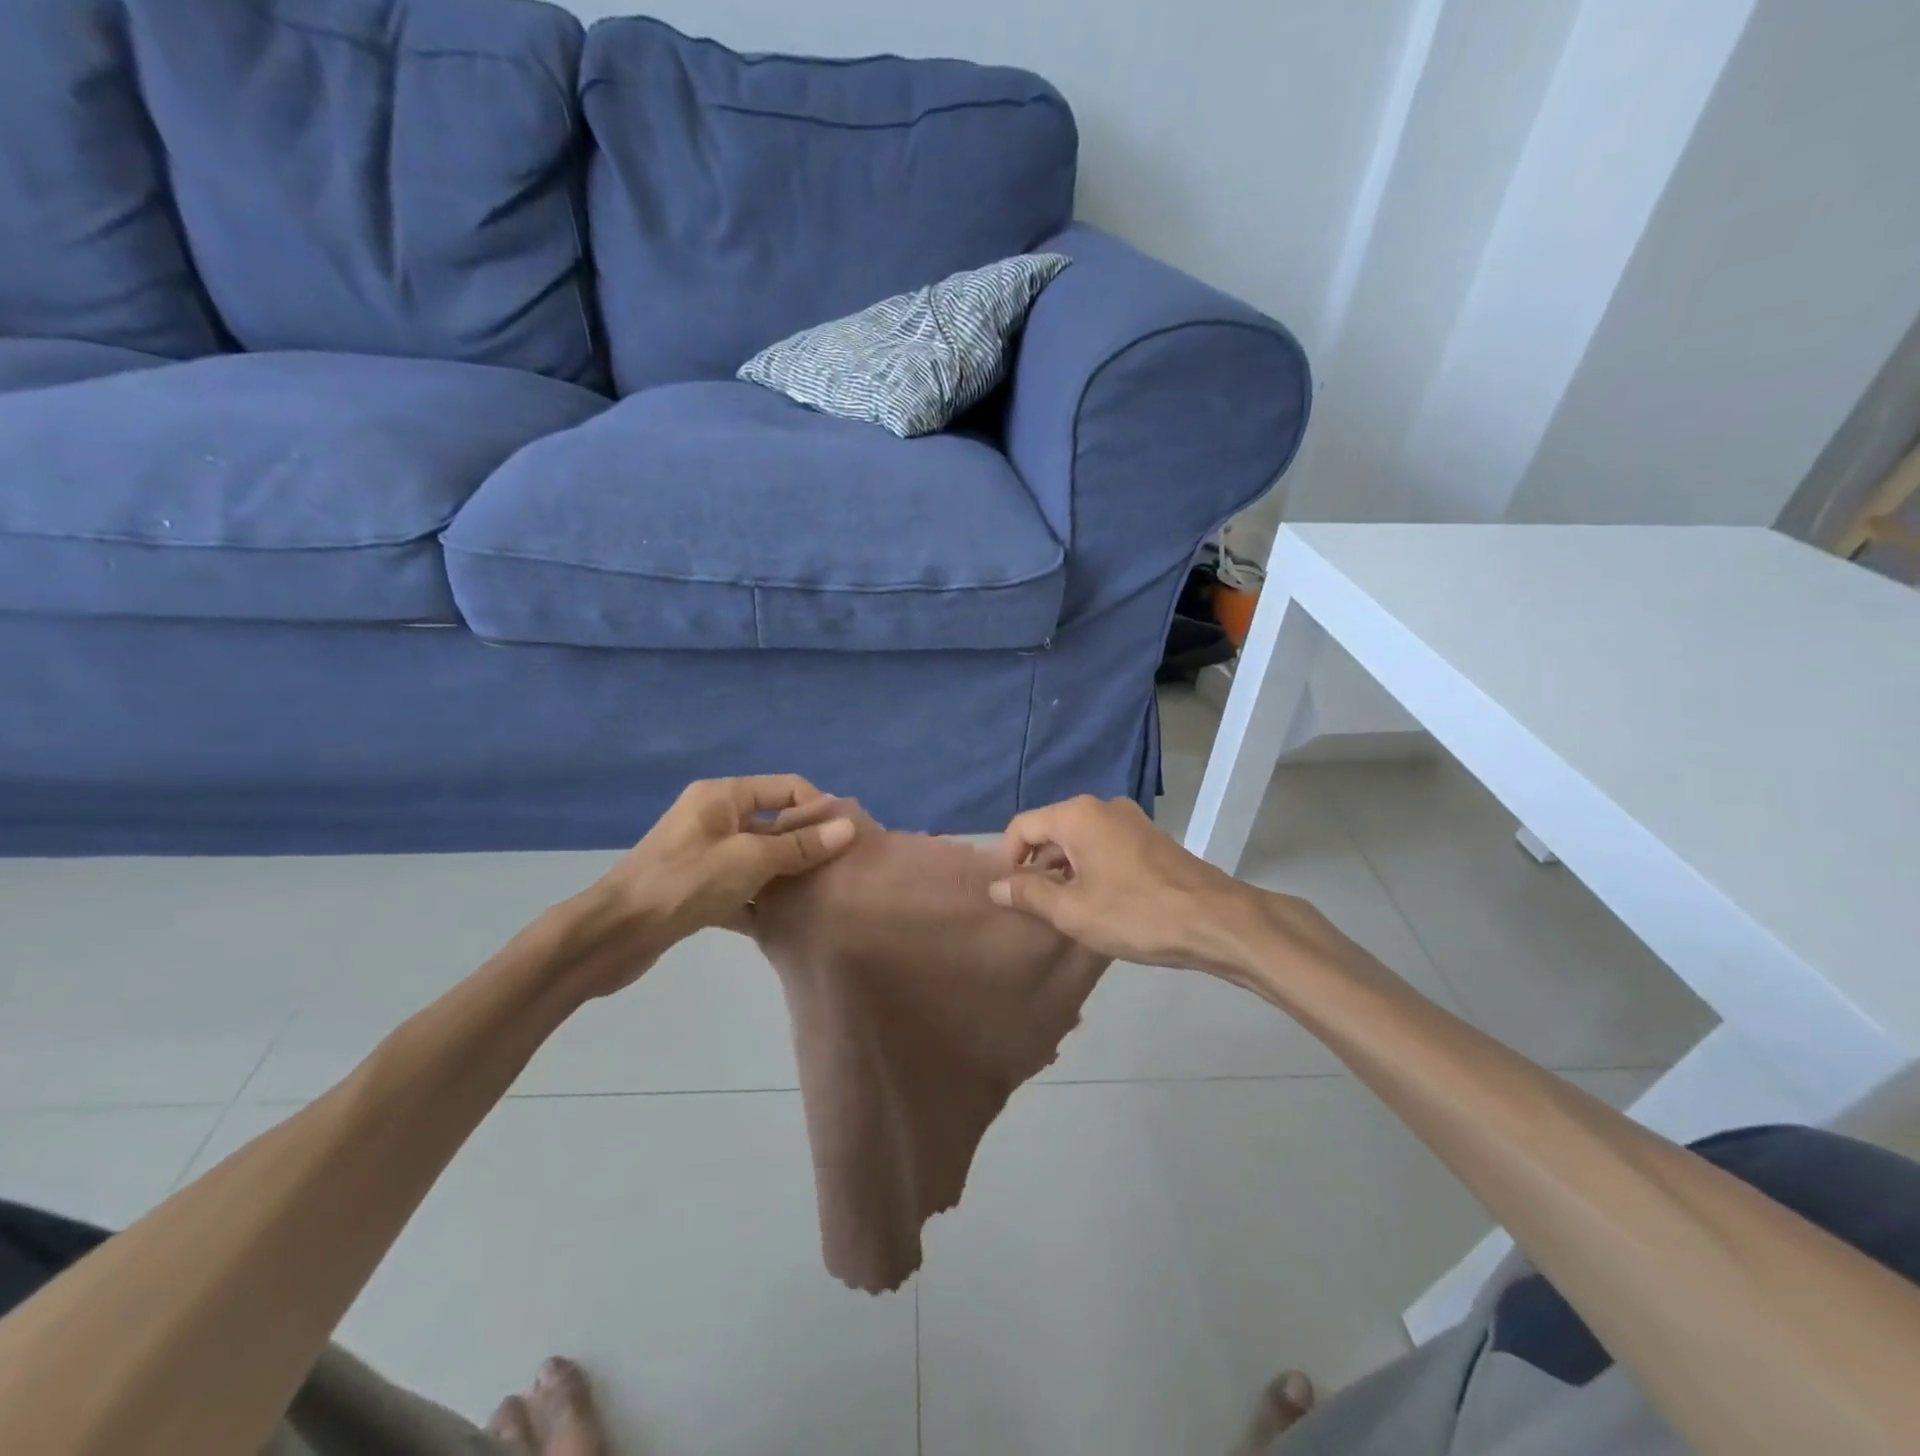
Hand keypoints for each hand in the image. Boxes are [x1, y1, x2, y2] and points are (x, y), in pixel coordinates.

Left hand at [571, 776, 855, 996]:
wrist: (612, 936)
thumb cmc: (684, 884)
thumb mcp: (749, 860)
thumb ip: (800, 845)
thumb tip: (848, 827)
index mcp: (723, 796)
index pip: (787, 788)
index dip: (819, 808)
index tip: (848, 840)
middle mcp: (714, 816)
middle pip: (775, 821)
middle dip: (808, 843)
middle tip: (842, 871)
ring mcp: (705, 852)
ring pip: (760, 856)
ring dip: (788, 873)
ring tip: (823, 896)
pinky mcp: (698, 886)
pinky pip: (742, 884)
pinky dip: (762, 898)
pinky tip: (787, 921)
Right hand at [988, 795, 1265, 972]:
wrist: (1216, 921)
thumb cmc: (1135, 914)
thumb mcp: (1073, 911)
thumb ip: (1029, 894)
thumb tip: (996, 885)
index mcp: (1077, 815)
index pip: (1022, 826)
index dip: (1008, 859)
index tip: (1010, 895)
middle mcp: (1102, 807)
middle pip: (1051, 830)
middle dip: (1037, 866)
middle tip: (1034, 907)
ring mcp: (1131, 821)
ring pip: (1080, 840)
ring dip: (1065, 870)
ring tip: (1065, 910)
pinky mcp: (1151, 839)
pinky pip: (1106, 846)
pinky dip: (1092, 868)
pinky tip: (1099, 903)